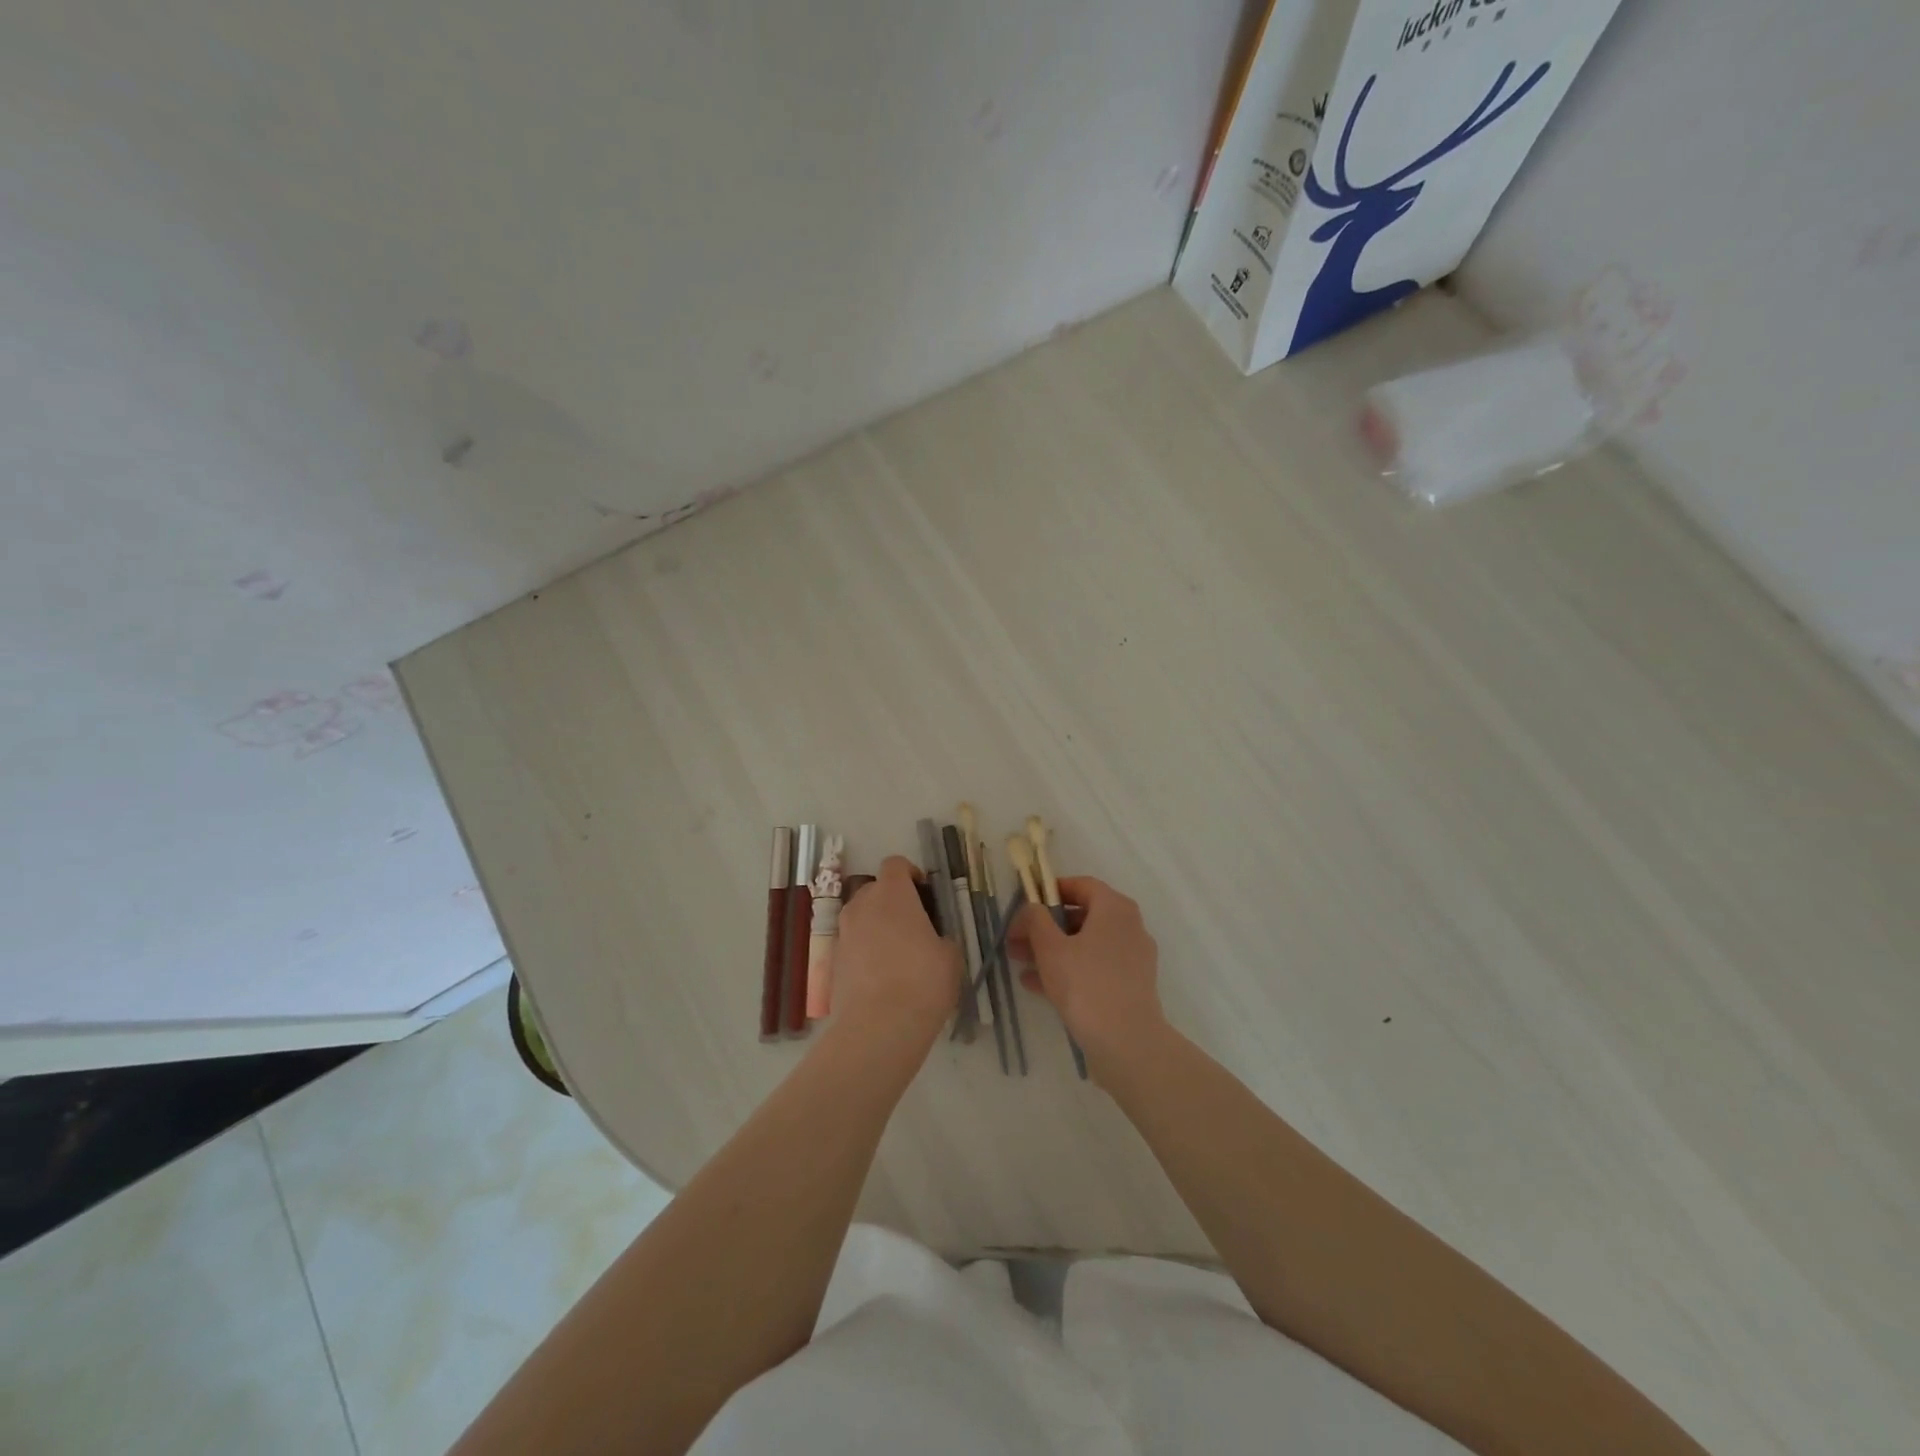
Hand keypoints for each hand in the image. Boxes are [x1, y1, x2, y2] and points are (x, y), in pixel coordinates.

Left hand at [831, 856, 960, 1049]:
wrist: (879, 1027)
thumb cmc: (922, 981)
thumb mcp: (950, 956)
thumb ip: (941, 937)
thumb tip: (933, 940)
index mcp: (892, 894)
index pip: (895, 864)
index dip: (911, 874)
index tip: (925, 894)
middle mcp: (862, 905)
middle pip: (875, 889)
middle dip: (893, 900)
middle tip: (914, 926)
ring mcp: (843, 933)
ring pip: (861, 917)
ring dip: (877, 925)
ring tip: (897, 953)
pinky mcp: (833, 961)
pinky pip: (852, 944)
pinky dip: (865, 951)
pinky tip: (881, 977)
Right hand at [1009, 877, 1166, 1081]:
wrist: (1127, 1043)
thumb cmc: (1085, 984)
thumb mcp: (1050, 948)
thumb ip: (1036, 920)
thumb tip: (1032, 908)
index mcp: (1114, 908)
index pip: (1081, 885)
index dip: (1050, 891)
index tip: (1025, 905)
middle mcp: (1128, 927)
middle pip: (1081, 917)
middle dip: (1044, 927)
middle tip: (1015, 940)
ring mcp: (1132, 958)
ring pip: (1085, 945)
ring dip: (1051, 951)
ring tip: (1019, 963)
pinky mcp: (1130, 986)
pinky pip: (1094, 968)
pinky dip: (1068, 970)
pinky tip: (1036, 985)